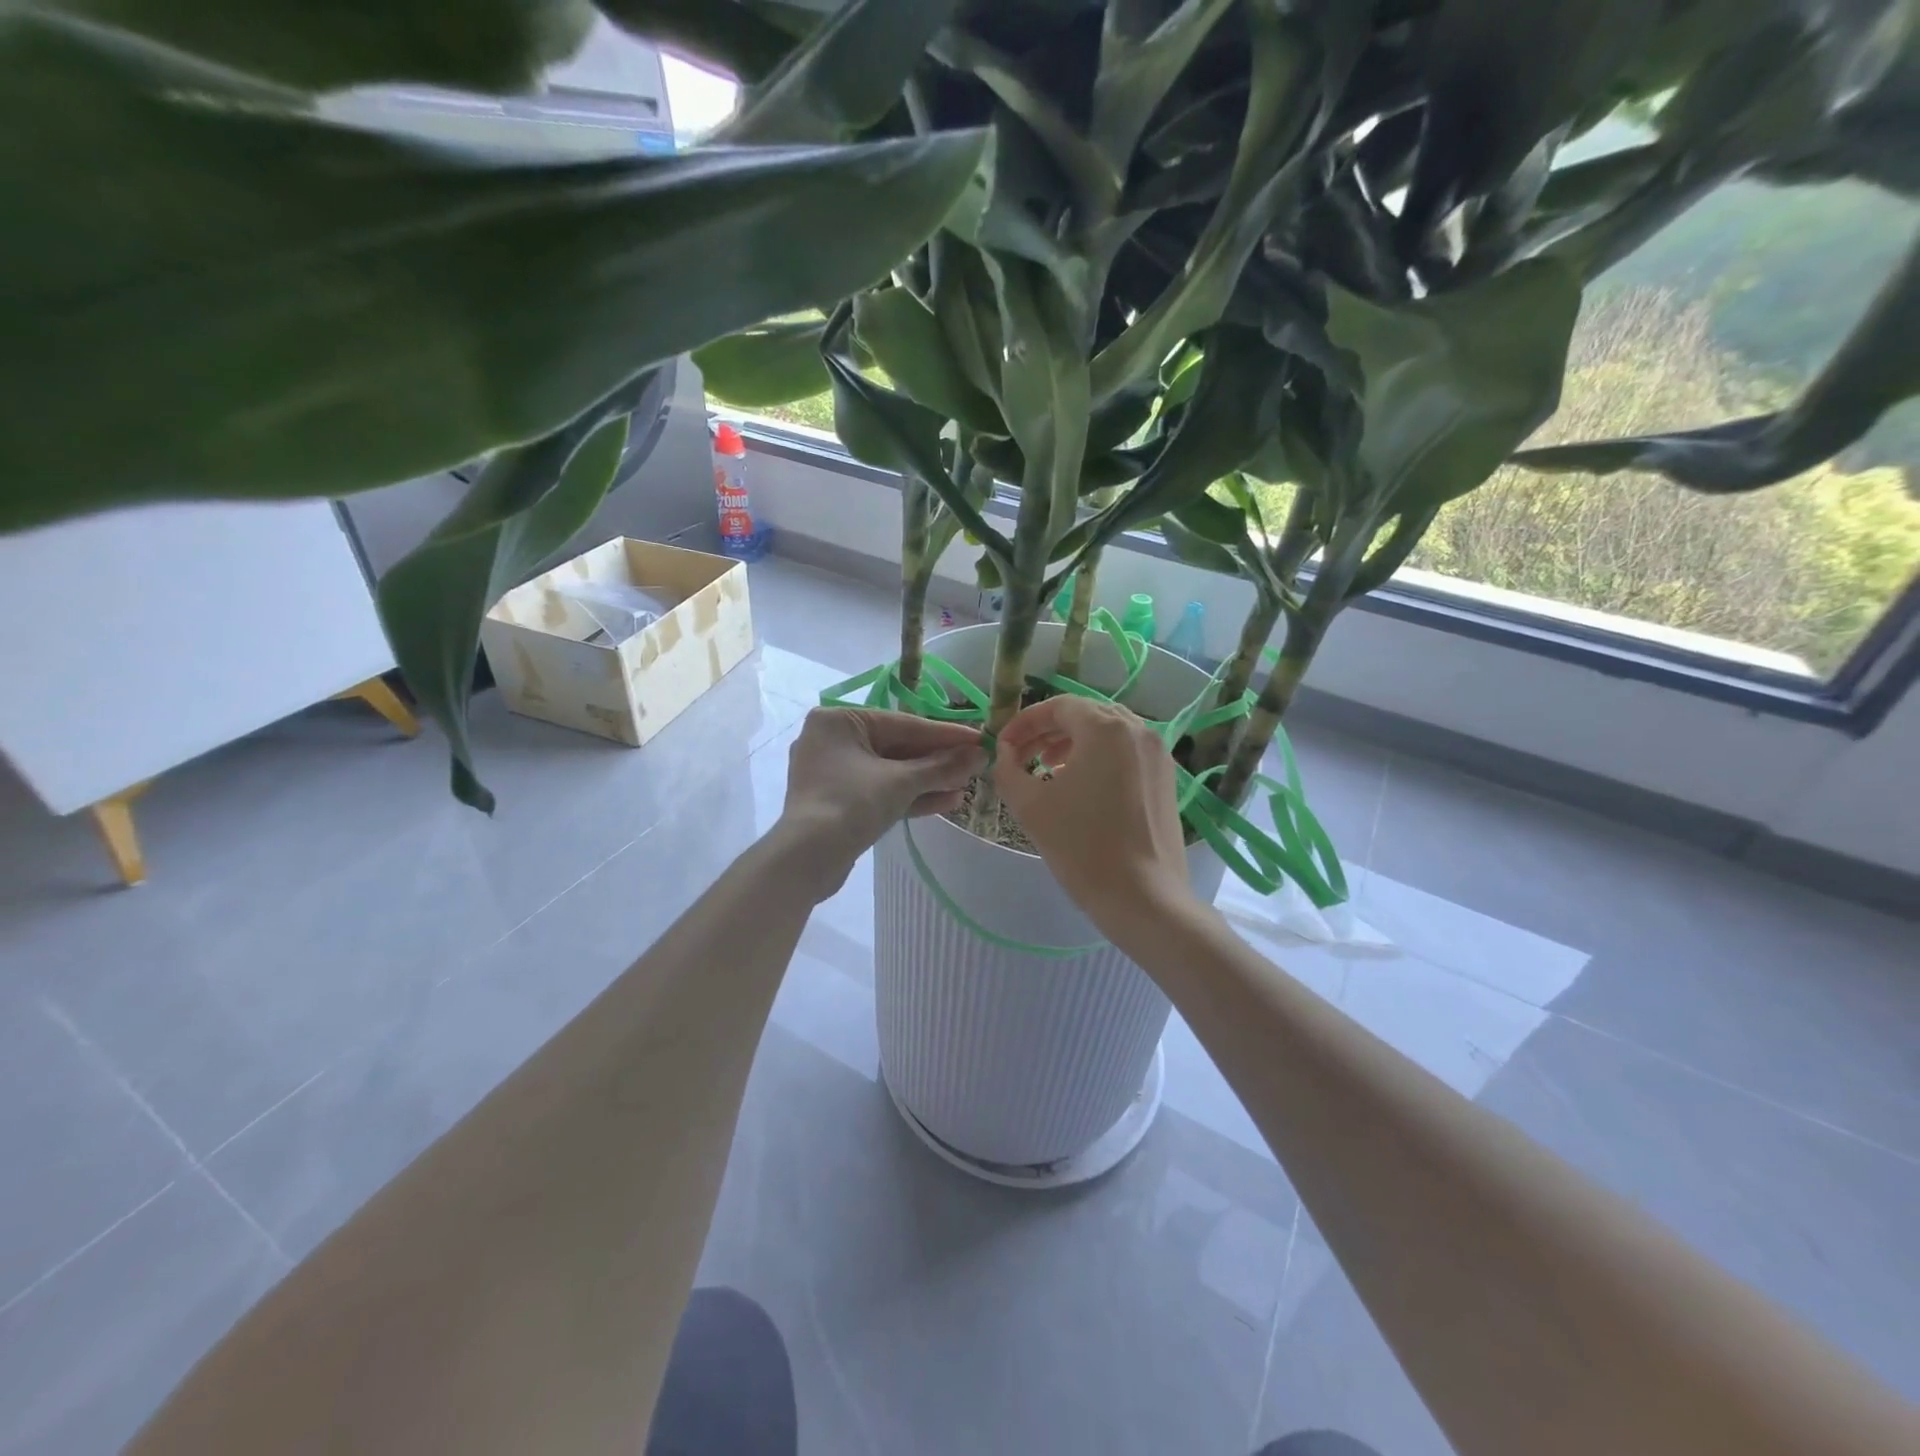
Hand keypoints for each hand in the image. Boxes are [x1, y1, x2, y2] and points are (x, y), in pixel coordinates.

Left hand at [777, 707, 986, 895]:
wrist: (807, 859)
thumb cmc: (851, 803)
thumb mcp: (901, 782)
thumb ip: (942, 766)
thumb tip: (980, 754)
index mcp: (839, 721)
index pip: (903, 724)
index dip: (945, 734)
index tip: (979, 738)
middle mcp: (832, 740)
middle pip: (897, 747)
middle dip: (937, 761)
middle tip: (976, 765)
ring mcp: (833, 774)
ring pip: (890, 772)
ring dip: (928, 780)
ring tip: (965, 786)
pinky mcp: (838, 802)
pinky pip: (879, 791)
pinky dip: (909, 796)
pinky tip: (946, 802)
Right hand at [992, 696, 1199, 939]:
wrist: (1143, 898)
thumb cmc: (1081, 847)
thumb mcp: (1030, 805)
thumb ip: (1008, 770)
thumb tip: (1005, 753)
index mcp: (1107, 729)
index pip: (1059, 706)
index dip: (1026, 722)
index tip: (1005, 745)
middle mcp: (1139, 731)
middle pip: (1087, 715)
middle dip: (1049, 731)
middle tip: (1023, 756)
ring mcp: (1159, 755)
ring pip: (1109, 734)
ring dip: (1075, 744)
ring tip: (1049, 769)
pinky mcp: (1167, 780)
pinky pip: (1128, 754)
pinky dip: (1101, 759)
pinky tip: (1083, 788)